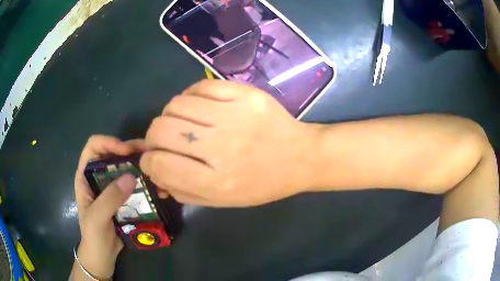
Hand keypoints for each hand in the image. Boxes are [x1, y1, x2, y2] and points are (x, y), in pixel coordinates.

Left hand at [73, 135, 144, 278]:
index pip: (93, 147)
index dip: (108, 142)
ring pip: (125, 169)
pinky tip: (158, 189)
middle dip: (130, 151)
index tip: (125, 152)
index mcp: (85, 176)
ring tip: (157, 170)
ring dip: (141, 166)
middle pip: (113, 154)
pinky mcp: (123, 200)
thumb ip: (110, 198)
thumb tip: (131, 176)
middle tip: (149, 153)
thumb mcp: (97, 218)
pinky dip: (146, 184)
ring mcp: (111, 189)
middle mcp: (98, 177)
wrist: (102, 256)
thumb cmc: (93, 237)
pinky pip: (134, 186)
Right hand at [140, 80, 316, 206]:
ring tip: (183, 123)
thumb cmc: (261, 185)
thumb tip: (153, 171)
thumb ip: (182, 190)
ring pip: (176, 104)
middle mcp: (223, 147)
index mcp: (217, 182)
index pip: (160, 163)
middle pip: (161, 129)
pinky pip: (201, 86)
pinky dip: (190, 96)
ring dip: (170, 115)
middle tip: (164, 139)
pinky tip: (198, 106)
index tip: (152, 159)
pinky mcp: (246, 94)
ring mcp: (235, 115)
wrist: (301, 157)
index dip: (148, 161)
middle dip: (153, 136)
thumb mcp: (222, 201)